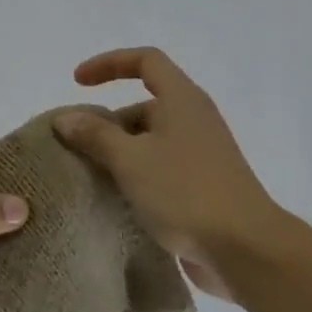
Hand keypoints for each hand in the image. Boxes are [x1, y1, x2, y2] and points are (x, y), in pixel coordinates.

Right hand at [53, 47, 294, 304]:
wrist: (246, 250)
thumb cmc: (185, 192)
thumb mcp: (130, 159)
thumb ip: (95, 135)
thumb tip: (65, 118)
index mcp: (182, 100)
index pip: (145, 61)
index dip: (109, 64)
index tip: (77, 83)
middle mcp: (194, 120)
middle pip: (144, 105)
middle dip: (107, 121)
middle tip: (77, 146)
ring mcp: (201, 155)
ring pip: (150, 140)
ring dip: (118, 152)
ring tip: (89, 176)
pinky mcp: (203, 186)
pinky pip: (161, 168)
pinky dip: (135, 175)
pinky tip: (115, 199)